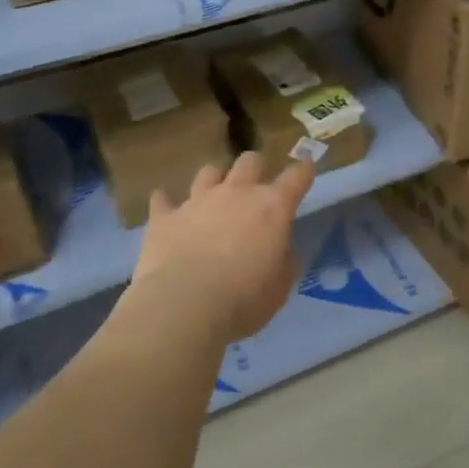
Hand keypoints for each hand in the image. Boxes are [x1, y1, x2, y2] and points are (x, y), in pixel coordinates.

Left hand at [127, 152, 314, 345]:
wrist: (184, 306)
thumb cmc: (244, 299)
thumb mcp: (280, 287)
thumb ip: (284, 260)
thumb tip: (280, 249)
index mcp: (272, 208)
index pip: (296, 177)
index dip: (304, 171)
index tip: (307, 170)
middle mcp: (236, 193)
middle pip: (250, 161)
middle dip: (257, 168)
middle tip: (256, 186)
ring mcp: (197, 201)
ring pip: (208, 172)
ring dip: (215, 180)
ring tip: (214, 196)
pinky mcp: (164, 217)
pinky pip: (162, 200)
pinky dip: (166, 203)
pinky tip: (166, 208)